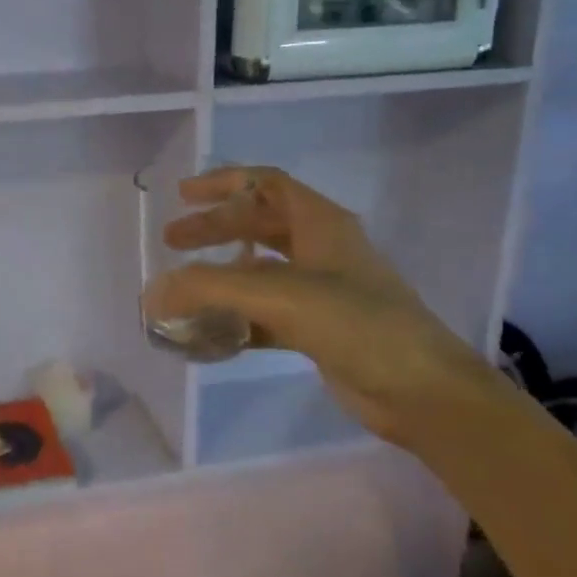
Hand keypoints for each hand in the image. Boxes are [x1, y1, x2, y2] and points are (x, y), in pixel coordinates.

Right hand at [144, 167, 493, 446]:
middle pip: (257, 224)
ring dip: (221, 276)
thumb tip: (153, 293)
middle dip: (213, 229)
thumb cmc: (357, 324)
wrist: (422, 393)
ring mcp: (321, 290)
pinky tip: (208, 333)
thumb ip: (211, 289)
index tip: (183, 195)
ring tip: (183, 289)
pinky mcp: (318, 329)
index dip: (223, 183)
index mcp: (320, 223)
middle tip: (171, 243)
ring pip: (259, 270)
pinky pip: (265, 313)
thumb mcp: (280, 296)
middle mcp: (321, 249)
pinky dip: (236, 318)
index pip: (265, 184)